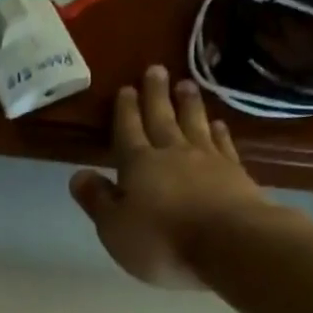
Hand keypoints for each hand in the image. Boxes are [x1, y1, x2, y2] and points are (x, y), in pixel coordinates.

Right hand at [69, 65, 271, 287]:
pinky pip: (223, 144)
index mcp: (138, 164)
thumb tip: (77, 175)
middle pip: (162, 118)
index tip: (126, 89)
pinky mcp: (234, 172)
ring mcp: (207, 159)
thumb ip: (97, 200)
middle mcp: (172, 152)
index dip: (126, 110)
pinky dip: (219, 131)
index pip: (128, 130)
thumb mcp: (114, 228)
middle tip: (156, 69)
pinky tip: (218, 123)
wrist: (226, 243)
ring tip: (186, 84)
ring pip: (194, 123)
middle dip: (156, 94)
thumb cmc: (160, 240)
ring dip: (188, 104)